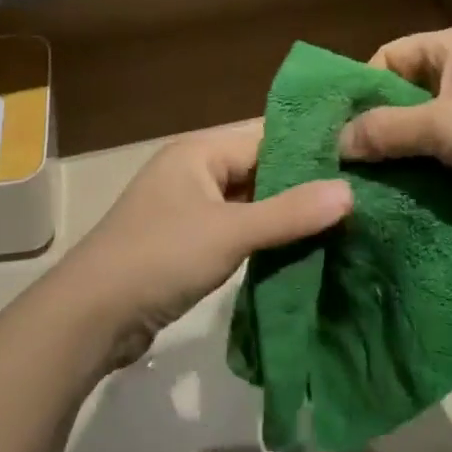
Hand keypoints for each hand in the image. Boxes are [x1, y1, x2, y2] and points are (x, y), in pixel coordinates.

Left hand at [56, 125, 350, 364]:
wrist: (91, 315)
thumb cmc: (161, 257)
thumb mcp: (230, 232)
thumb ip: (290, 213)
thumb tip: (349, 191)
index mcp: (199, 151)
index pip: (266, 136)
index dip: (311, 147)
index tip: (360, 158)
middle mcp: (193, 170)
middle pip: (258, 168)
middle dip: (302, 183)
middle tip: (359, 194)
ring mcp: (187, 207)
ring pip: (248, 201)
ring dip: (284, 213)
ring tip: (342, 221)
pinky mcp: (185, 241)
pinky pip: (235, 228)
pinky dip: (263, 236)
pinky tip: (300, 249)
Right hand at [336, 26, 451, 226]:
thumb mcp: (444, 127)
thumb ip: (386, 131)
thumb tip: (336, 143)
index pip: (389, 56)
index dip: (362, 89)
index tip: (340, 129)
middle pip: (407, 91)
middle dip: (380, 125)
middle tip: (350, 161)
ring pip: (428, 123)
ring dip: (405, 150)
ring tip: (374, 181)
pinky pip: (451, 146)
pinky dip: (431, 164)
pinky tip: (411, 190)